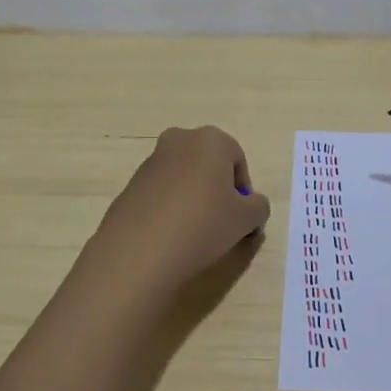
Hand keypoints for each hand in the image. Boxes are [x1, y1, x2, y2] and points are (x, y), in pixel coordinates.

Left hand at [93, 126, 271, 293]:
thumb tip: (251, 205)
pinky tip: (170, 235)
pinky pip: (161, 192)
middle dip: (217, 189)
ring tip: (194, 233)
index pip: (238, 160)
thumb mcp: (247, 219)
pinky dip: (170, 207)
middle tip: (221, 222)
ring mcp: (151, 160)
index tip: (241, 218)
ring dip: (193, 198)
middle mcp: (179, 140)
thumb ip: (258, 207)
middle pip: (208, 164)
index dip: (244, 191)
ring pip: (184, 177)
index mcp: (211, 139)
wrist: (140, 250)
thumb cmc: (204, 224)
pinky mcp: (131, 183)